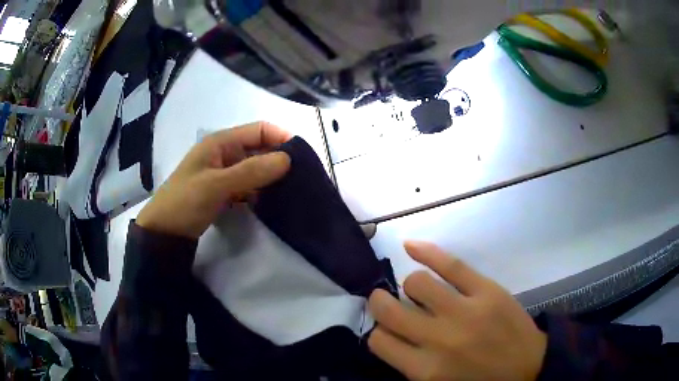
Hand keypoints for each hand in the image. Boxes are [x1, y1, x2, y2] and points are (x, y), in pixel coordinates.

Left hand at [137, 122, 291, 238]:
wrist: (164, 232)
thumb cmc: (185, 202)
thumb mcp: (216, 185)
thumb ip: (251, 171)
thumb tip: (288, 159)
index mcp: (220, 142)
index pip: (259, 130)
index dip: (281, 137)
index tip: (303, 156)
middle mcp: (224, 153)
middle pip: (259, 148)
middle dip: (279, 159)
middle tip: (302, 176)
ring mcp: (224, 173)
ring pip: (255, 168)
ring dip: (271, 176)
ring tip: (293, 189)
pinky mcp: (224, 191)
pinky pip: (248, 185)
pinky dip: (260, 190)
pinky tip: (272, 201)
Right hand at [368, 241, 546, 380]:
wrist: (529, 368)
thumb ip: (410, 365)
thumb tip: (390, 336)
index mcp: (425, 370)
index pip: (379, 342)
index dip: (378, 334)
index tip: (387, 331)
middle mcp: (439, 340)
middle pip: (389, 310)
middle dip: (380, 303)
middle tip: (386, 303)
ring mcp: (465, 311)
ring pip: (417, 283)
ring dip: (409, 286)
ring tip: (418, 291)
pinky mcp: (487, 291)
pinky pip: (451, 264)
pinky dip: (426, 252)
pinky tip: (410, 246)